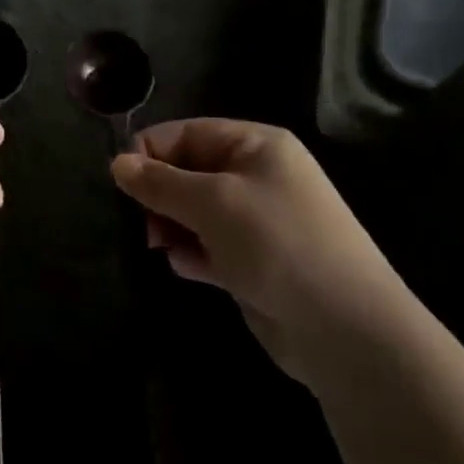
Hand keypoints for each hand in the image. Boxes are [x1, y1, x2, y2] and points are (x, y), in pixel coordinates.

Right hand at [111, 119, 407, 387]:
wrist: (346, 331)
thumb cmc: (277, 243)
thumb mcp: (212, 202)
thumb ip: (160, 182)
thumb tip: (117, 163)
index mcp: (256, 145)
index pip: (188, 133)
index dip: (151, 152)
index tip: (120, 181)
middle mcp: (258, 176)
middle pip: (189, 171)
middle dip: (160, 194)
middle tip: (142, 222)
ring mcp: (258, 222)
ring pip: (196, 211)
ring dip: (172, 225)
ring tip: (158, 246)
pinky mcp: (256, 263)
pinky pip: (210, 246)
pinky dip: (192, 252)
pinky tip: (182, 266)